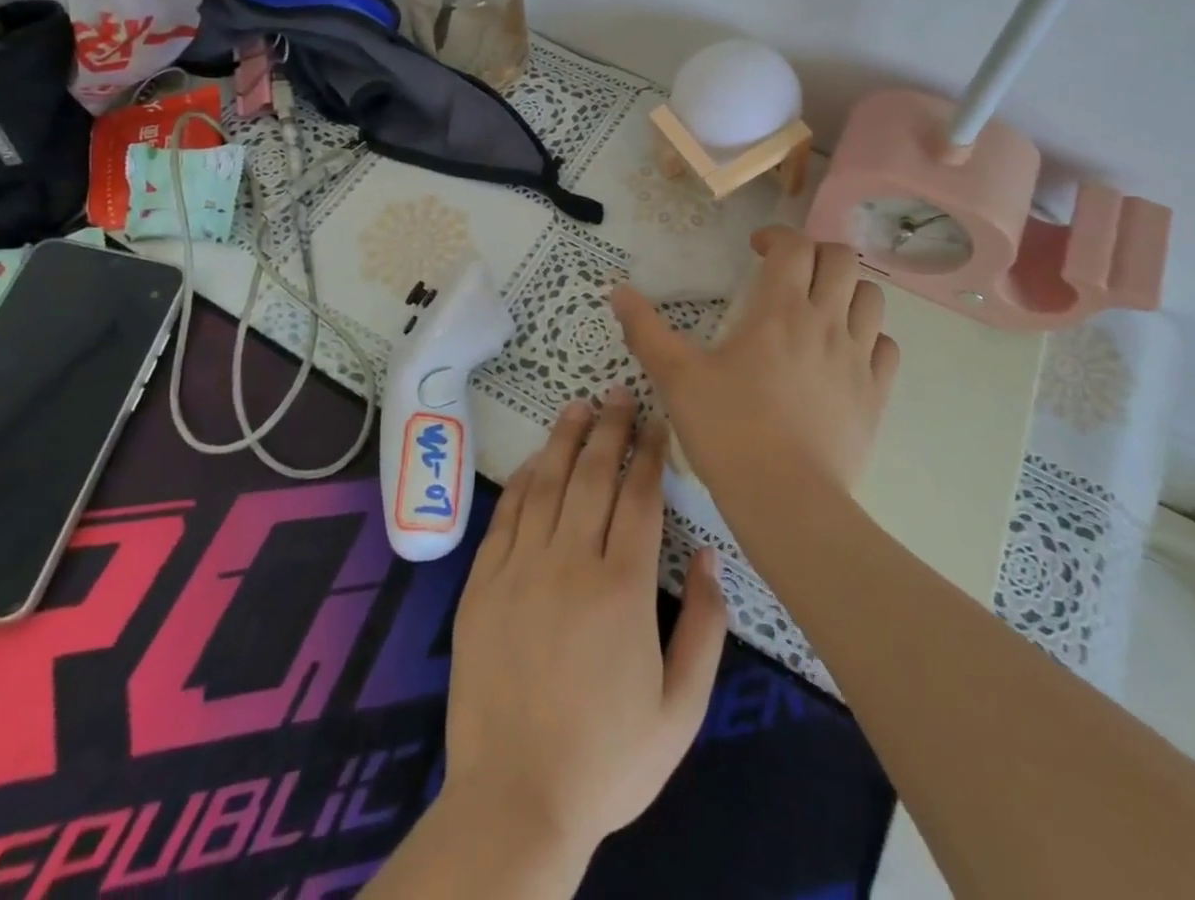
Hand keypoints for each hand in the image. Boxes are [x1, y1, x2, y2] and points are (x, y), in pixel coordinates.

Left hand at [442, 387, 727, 860]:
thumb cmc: (608, 758)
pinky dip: (522, 481)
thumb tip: (711, 555)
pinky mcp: (483, 583)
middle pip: (593, 476)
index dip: (649, 453)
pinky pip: (505, 515)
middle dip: (609, 429)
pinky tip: (534, 461)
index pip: (639, 496)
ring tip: (578, 407)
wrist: (516, 801)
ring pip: (546, 484)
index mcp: (624, 587)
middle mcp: (571, 562)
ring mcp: (520, 568)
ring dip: (564, 440)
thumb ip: (706, 626)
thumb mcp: (682, 708)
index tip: (656, 422)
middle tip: (617, 394)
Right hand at [611, 226, 899, 498]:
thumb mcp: (677, 377)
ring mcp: (858, 357)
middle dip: (816, 253)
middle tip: (790, 272)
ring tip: (821, 306)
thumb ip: (646, 330)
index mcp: (780, 309)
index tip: (756, 248)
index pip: (794, 245)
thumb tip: (617, 291)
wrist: (786, 499)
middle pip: (842, 259)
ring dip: (848, 289)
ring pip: (872, 297)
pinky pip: (886, 346)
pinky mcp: (876, 394)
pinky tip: (845, 351)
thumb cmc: (728, 430)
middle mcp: (827, 321)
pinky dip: (869, 335)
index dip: (776, 235)